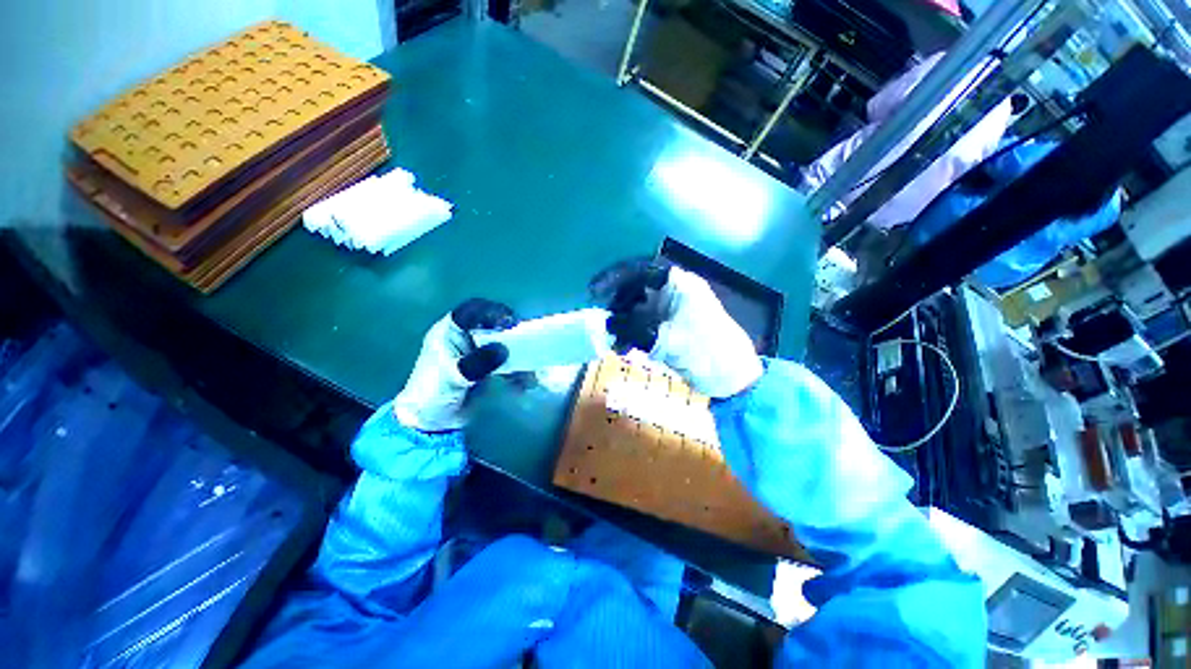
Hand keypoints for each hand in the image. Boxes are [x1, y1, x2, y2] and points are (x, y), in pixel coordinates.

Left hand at [393, 299, 516, 430]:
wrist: (431, 422)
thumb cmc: (433, 393)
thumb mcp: (454, 376)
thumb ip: (477, 362)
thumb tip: (503, 350)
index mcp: (449, 331)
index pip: (472, 310)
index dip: (492, 311)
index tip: (510, 322)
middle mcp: (465, 337)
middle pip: (492, 324)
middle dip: (510, 333)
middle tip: (525, 343)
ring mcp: (477, 352)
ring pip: (502, 343)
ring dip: (517, 355)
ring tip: (527, 368)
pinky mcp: (487, 368)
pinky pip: (506, 362)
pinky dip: (516, 371)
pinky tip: (522, 384)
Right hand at [589, 259, 761, 397]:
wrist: (732, 379)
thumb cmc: (707, 352)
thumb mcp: (668, 339)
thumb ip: (634, 330)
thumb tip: (606, 326)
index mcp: (680, 285)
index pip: (640, 271)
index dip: (614, 277)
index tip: (595, 291)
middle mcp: (674, 293)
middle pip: (636, 290)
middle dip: (617, 305)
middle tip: (605, 323)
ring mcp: (671, 311)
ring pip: (637, 308)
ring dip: (623, 323)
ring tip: (614, 341)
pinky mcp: (669, 328)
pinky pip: (643, 324)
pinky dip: (631, 334)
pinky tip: (623, 347)